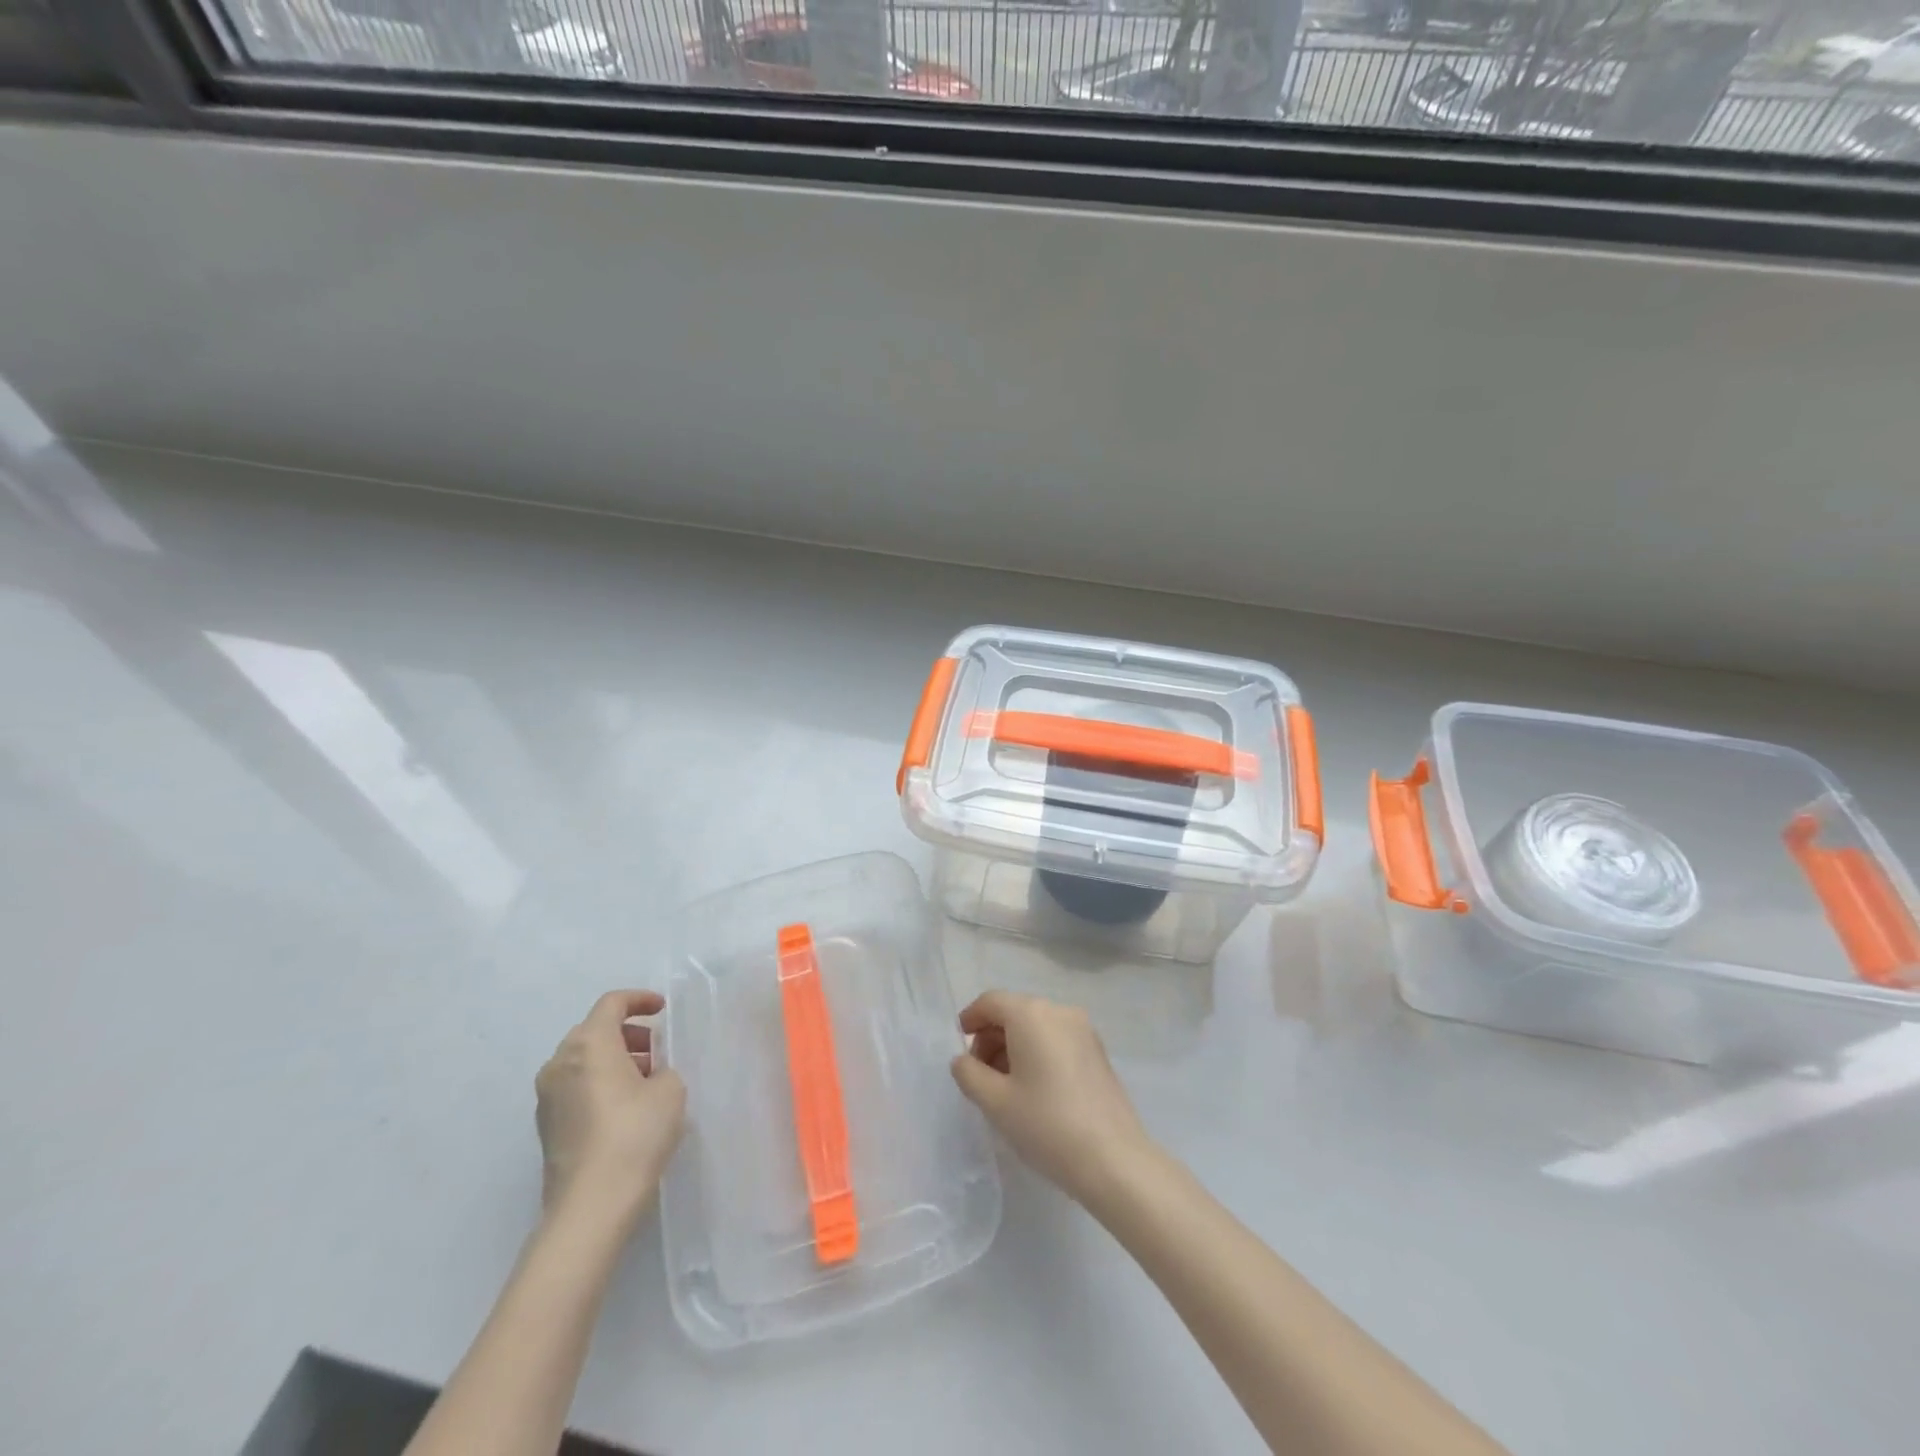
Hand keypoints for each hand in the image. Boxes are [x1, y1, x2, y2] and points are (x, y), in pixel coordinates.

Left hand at [534, 990, 686, 1227]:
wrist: (590, 1206)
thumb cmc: (634, 1134)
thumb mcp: (670, 1090)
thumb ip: (662, 1069)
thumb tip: (649, 1076)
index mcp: (589, 1044)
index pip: (612, 1004)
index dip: (640, 1000)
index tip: (663, 1010)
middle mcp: (560, 1063)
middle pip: (594, 1030)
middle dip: (628, 1033)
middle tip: (657, 1049)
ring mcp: (547, 1097)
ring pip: (583, 1060)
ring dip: (614, 1060)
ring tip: (646, 1079)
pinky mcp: (546, 1126)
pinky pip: (575, 1087)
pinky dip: (599, 1083)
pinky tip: (625, 1107)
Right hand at [950, 991, 1154, 1206]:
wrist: (1113, 1159)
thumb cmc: (1046, 1124)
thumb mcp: (995, 1102)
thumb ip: (969, 1073)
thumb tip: (963, 1060)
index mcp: (1031, 1014)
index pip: (991, 1002)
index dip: (969, 1020)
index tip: (959, 1049)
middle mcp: (1059, 1010)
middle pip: (1014, 1011)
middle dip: (991, 1038)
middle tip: (979, 1076)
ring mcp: (1083, 1029)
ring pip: (1036, 1026)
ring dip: (1013, 1047)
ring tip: (1005, 1088)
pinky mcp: (1098, 1051)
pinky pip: (1056, 1039)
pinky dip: (1038, 1053)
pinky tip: (1034, 1090)